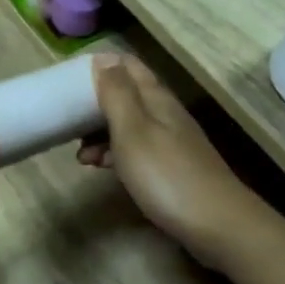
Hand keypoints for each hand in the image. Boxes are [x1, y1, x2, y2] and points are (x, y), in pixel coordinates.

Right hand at [79, 55, 247, 266]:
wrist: (218, 225)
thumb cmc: (166, 174)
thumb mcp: (132, 130)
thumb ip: (116, 93)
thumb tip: (103, 58)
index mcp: (156, 99)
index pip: (127, 66)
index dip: (100, 66)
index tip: (69, 80)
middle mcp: (165, 113)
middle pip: (126, 95)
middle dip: (95, 103)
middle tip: (67, 120)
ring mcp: (171, 141)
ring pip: (128, 124)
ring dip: (101, 132)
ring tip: (79, 154)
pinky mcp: (171, 167)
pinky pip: (136, 149)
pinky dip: (115, 153)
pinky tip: (102, 169)